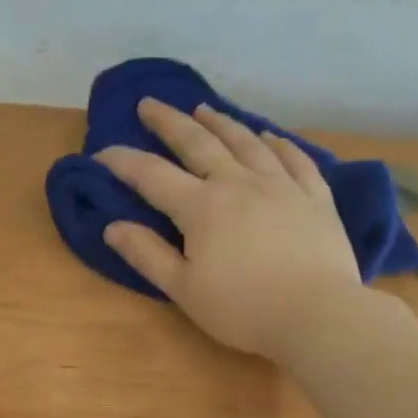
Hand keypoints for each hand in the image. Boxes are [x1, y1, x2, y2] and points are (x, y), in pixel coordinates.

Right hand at [96, 99, 362, 359]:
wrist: (316, 314)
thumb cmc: (242, 308)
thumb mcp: (183, 289)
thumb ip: (147, 255)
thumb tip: (112, 227)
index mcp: (202, 207)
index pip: (153, 176)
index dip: (124, 162)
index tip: (101, 152)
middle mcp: (239, 183)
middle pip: (199, 143)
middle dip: (169, 122)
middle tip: (149, 103)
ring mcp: (282, 185)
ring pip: (247, 142)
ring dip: (221, 122)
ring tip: (204, 109)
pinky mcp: (315, 196)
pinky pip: (295, 158)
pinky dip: (278, 142)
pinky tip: (269, 135)